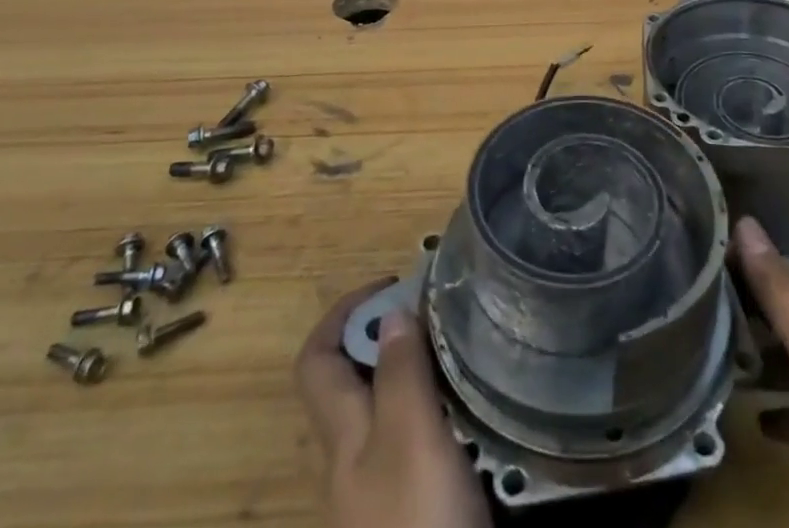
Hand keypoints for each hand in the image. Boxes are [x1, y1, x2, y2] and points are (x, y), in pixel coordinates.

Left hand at [294, 278, 490, 527]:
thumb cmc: (418, 523)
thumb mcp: (411, 441)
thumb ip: (401, 374)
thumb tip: (391, 312)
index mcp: (342, 437)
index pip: (316, 361)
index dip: (343, 314)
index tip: (393, 284)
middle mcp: (353, 461)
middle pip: (353, 382)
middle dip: (388, 337)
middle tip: (440, 312)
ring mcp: (379, 491)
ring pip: (388, 410)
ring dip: (417, 371)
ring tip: (463, 350)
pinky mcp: (411, 513)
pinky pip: (414, 441)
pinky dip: (436, 412)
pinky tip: (473, 411)